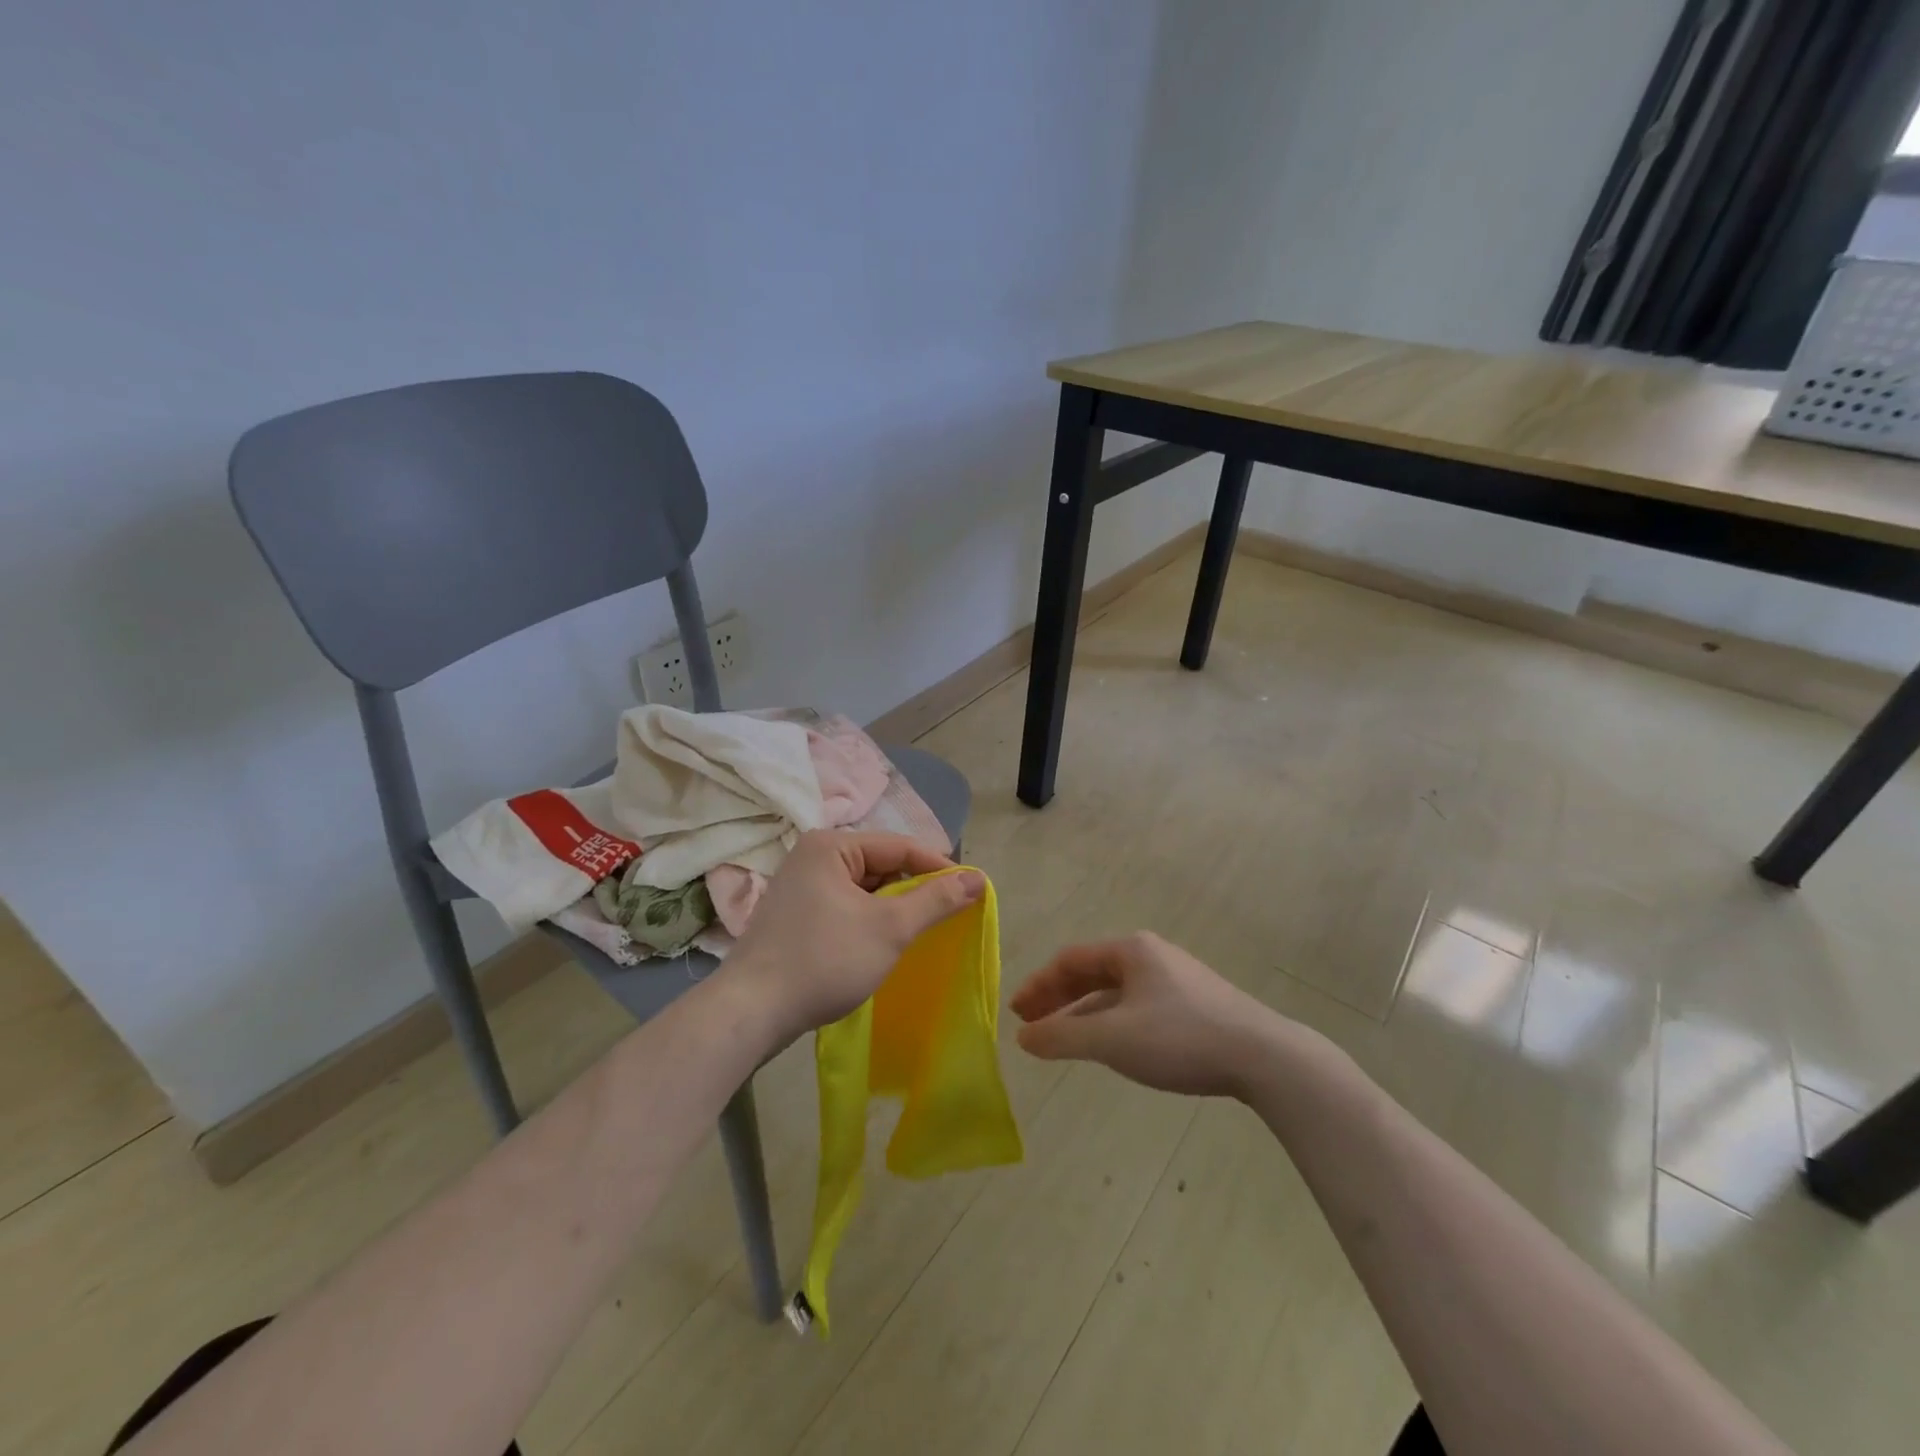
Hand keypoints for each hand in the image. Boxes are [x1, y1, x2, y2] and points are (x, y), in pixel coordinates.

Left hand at [721, 830, 984, 1046]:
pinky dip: (869, 920)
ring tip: (920, 931)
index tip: (972, 890)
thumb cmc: (824, 960)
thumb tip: (978, 878)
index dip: (939, 867)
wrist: (750, 1012)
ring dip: (892, 907)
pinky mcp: (796, 915)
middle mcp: (812, 856)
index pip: (899, 846)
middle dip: (914, 889)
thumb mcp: (890, 928)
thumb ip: (935, 900)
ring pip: (864, 888)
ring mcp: (800, 886)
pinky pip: (845, 906)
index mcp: (831, 845)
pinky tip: (883, 943)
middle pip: (881, 864)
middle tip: (947, 915)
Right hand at [1010, 932, 1280, 1097]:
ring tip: (1064, 1038)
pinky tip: (1111, 1045)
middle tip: (1032, 1024)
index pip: (1070, 960)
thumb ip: (1062, 1037)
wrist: (1264, 1056)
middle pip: (1092, 972)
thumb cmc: (1180, 1038)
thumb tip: (1024, 1037)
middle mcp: (1151, 956)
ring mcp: (1176, 979)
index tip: (1017, 1013)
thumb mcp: (1112, 1039)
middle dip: (1059, 998)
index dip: (1039, 985)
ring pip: (1116, 992)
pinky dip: (1112, 1022)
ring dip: (1085, 1012)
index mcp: (1131, 950)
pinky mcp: (1195, 1004)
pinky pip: (1138, 1006)